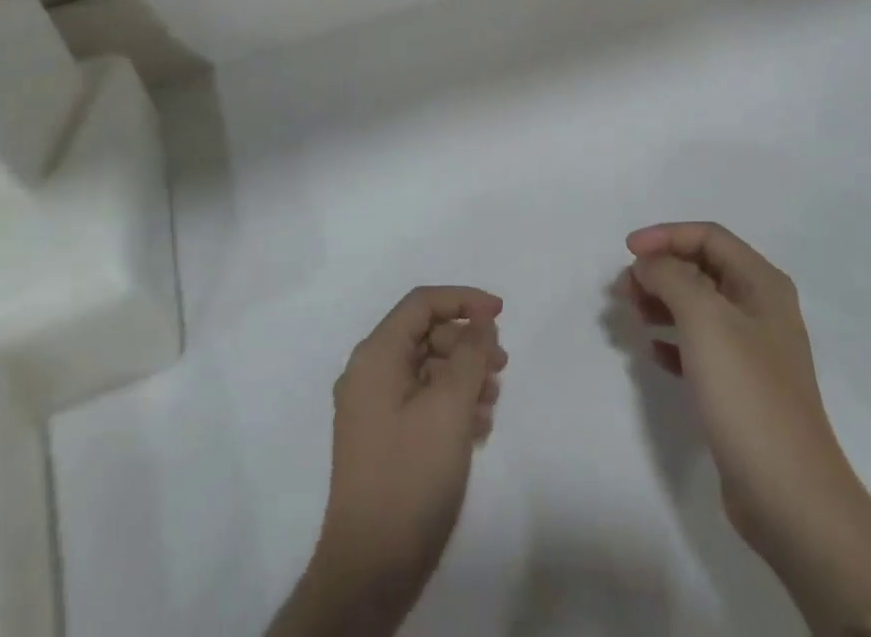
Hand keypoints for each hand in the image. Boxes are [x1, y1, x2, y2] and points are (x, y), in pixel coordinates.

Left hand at [269, 286, 506, 636]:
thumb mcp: (449, 407)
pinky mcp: (382, 440)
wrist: (370, 570)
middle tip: (502, 368)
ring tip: (492, 405)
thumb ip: (469, 354)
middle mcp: (368, 374)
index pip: (421, 304)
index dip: (463, 300)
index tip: (500, 315)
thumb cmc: (411, 476)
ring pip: (426, 370)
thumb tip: (480, 322)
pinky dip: (450, 405)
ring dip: (463, 377)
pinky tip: (476, 430)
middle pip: (425, 335)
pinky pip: (420, 401)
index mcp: (375, 356)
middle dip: (467, 344)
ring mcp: (372, 410)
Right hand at [627, 223, 870, 632]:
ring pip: (697, 307)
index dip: (665, 236)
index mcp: (761, 283)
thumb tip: (648, 263)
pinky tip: (652, 354)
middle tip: (621, 290)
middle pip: (701, 268)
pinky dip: (672, 341)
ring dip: (661, 303)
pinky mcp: (740, 386)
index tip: (626, 252)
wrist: (788, 494)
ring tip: (630, 317)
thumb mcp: (704, 319)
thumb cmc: (746, 392)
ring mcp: (752, 349)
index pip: (708, 236)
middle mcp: (760, 308)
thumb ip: (670, 277)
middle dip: (659, 271)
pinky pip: (698, 346)